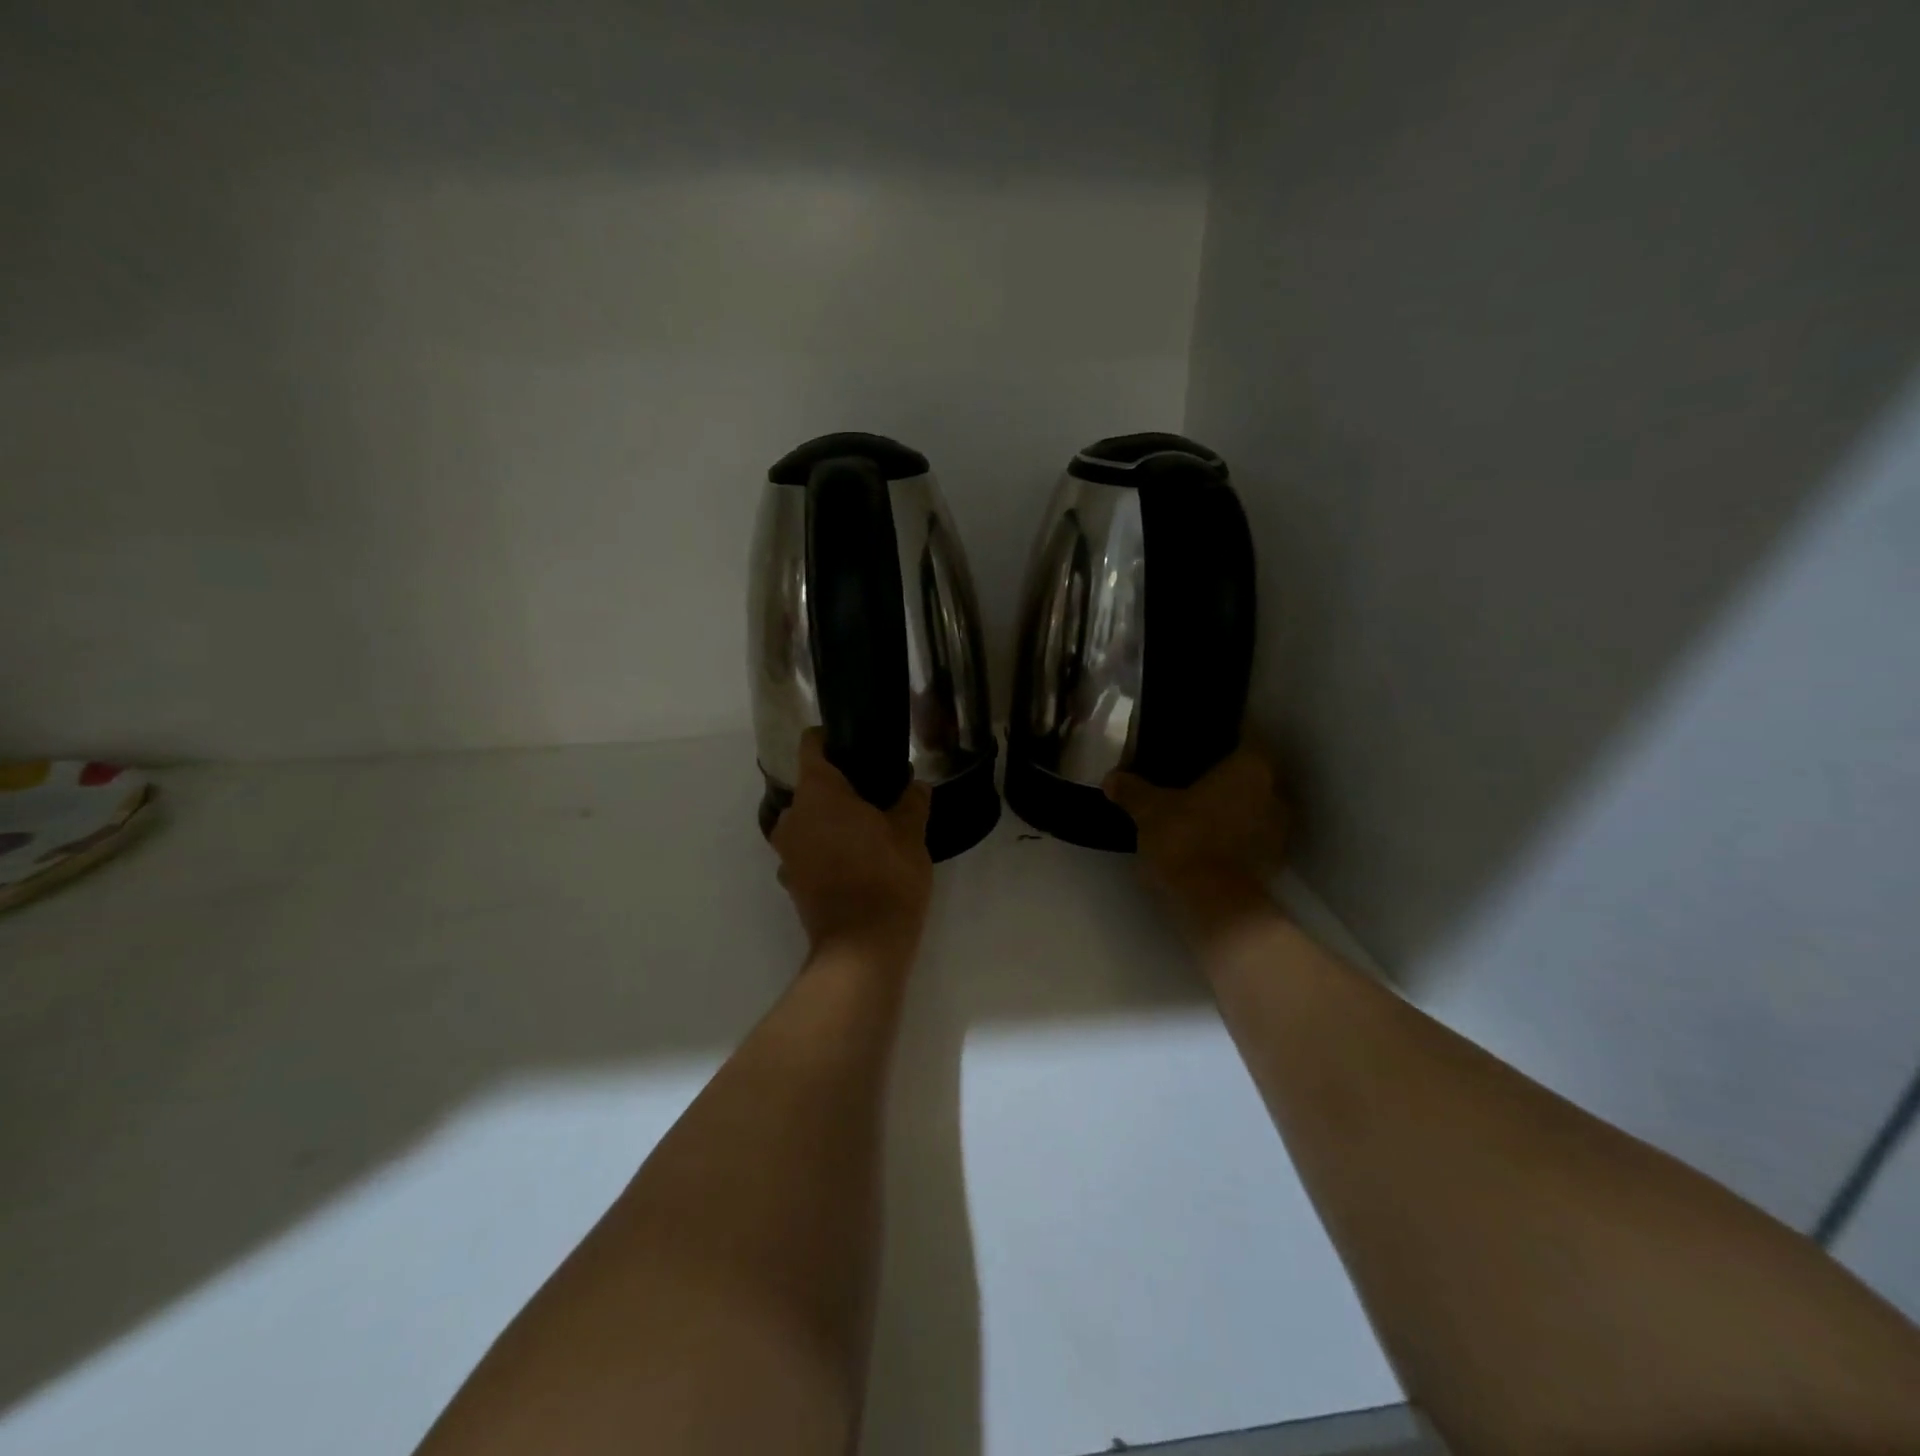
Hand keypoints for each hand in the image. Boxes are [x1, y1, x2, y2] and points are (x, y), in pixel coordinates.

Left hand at [771, 730, 933, 962]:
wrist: (861, 947)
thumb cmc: (887, 878)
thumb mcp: (911, 834)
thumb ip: (912, 801)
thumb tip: (915, 784)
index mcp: (818, 793)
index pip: (811, 746)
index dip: (832, 739)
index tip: (857, 744)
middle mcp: (793, 816)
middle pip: (812, 785)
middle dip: (841, 786)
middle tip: (877, 793)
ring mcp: (787, 851)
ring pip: (809, 819)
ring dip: (833, 819)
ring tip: (869, 828)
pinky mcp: (791, 880)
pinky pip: (807, 849)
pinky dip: (826, 847)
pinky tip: (855, 859)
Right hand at [1104, 747, 1287, 947]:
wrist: (1214, 906)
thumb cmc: (1185, 840)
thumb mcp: (1148, 811)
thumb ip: (1132, 791)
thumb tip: (1112, 779)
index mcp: (1252, 768)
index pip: (1245, 739)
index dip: (1224, 739)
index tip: (1201, 745)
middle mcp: (1276, 793)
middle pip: (1251, 775)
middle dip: (1226, 778)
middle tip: (1193, 779)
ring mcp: (1280, 831)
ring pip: (1253, 808)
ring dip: (1232, 809)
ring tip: (1198, 812)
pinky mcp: (1274, 863)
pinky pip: (1251, 838)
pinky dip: (1233, 837)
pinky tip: (1207, 841)